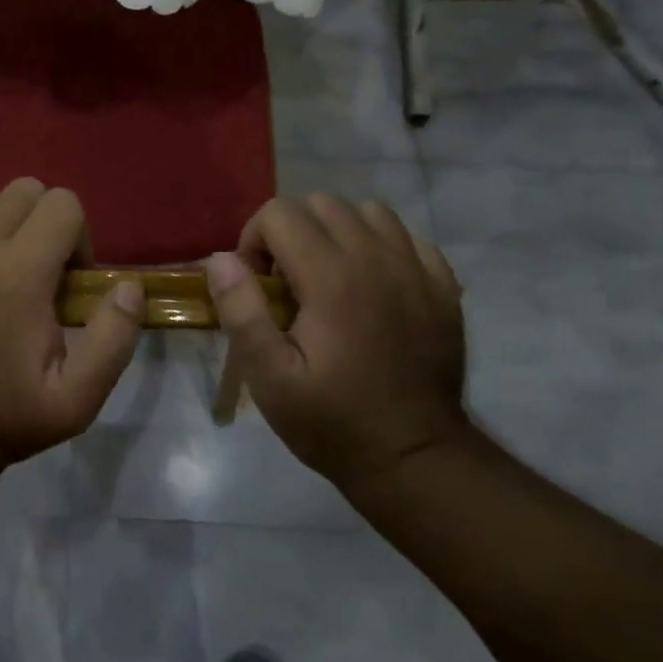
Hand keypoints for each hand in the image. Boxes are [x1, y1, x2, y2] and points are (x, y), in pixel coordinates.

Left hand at [0, 179, 144, 471]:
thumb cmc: (8, 415)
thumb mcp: (78, 399)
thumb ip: (114, 338)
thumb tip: (128, 285)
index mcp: (20, 274)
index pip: (63, 204)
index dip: (77, 236)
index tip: (68, 278)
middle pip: (23, 190)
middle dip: (42, 221)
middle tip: (37, 269)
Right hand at [204, 195, 466, 496]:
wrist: (415, 458)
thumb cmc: (333, 421)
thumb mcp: (270, 378)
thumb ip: (241, 312)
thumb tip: (220, 259)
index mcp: (331, 277)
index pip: (280, 213)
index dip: (255, 241)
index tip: (259, 285)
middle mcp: (376, 258)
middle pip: (321, 203)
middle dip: (292, 232)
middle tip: (288, 283)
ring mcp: (416, 269)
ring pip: (367, 212)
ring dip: (338, 232)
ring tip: (329, 276)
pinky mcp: (443, 286)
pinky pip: (407, 237)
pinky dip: (382, 246)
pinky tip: (373, 284)